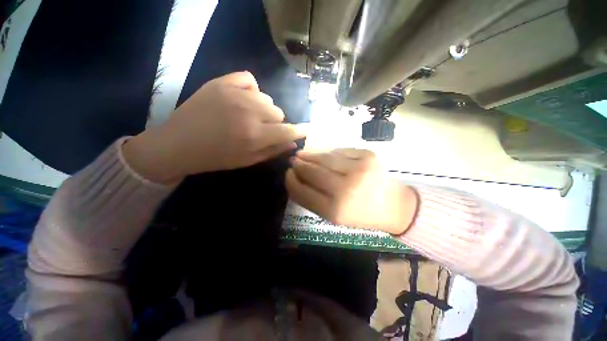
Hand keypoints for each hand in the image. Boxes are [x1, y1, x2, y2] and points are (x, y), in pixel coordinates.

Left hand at [124, 72, 305, 182]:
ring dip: (264, 109)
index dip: (299, 131)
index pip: (288, 130)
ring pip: (267, 98)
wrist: (178, 144)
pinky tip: (244, 99)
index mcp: (254, 135)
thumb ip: (273, 150)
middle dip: (276, 123)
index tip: (305, 130)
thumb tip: (293, 143)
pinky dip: (252, 90)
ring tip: (250, 116)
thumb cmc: (216, 158)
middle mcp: (248, 112)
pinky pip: (249, 79)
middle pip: (279, 113)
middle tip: (263, 129)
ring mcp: (234, 94)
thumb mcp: (248, 160)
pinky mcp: (221, 82)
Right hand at [285, 149, 418, 234]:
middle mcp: (346, 189)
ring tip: (303, 154)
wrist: (394, 205)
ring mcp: (359, 170)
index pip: (303, 192)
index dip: (291, 181)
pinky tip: (325, 156)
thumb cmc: (360, 214)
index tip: (287, 174)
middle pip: (312, 172)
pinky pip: (340, 151)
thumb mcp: (333, 215)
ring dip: (311, 155)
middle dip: (299, 165)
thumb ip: (312, 198)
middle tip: (293, 161)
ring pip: (324, 158)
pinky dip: (330, 153)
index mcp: (335, 210)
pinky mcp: (368, 156)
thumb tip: (295, 176)